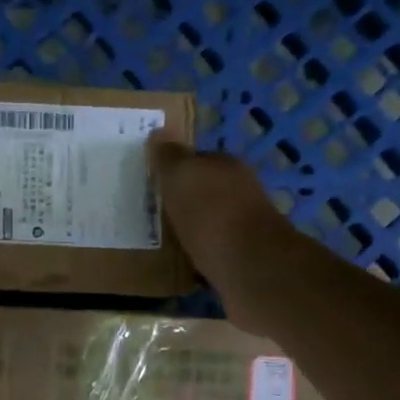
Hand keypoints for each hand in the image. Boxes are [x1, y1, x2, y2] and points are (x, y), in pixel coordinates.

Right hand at [149, 133, 300, 334]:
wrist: (248, 267)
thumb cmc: (211, 214)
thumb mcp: (182, 176)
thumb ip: (170, 157)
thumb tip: (159, 132)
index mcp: (228, 167)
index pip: (199, 159)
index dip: (176, 169)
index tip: (152, 182)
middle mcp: (240, 194)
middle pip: (205, 193)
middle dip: (183, 201)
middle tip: (151, 212)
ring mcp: (244, 229)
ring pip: (209, 224)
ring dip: (191, 231)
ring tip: (161, 241)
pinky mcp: (241, 261)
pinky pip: (212, 254)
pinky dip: (198, 258)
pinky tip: (179, 266)